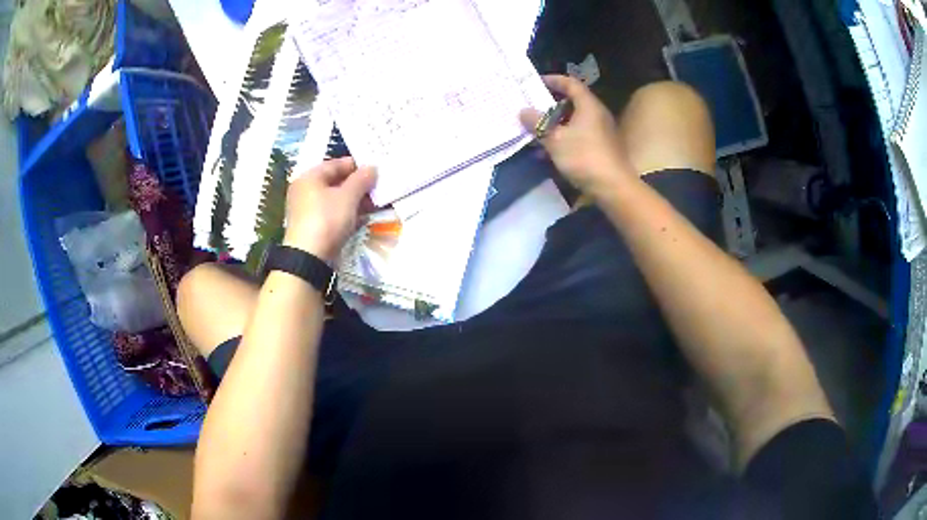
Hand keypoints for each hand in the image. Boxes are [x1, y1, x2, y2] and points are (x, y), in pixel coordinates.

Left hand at [283, 157, 376, 261]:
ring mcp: (306, 209)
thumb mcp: (348, 197)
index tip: (375, 170)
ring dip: (353, 200)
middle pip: (335, 182)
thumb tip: (372, 168)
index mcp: (310, 177)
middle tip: (376, 188)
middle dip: (357, 185)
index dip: (357, 166)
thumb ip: (361, 179)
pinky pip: (331, 213)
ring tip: (373, 204)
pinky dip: (345, 213)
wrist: (308, 257)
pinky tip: (360, 218)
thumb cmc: (327, 219)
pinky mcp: (311, 226)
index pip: (336, 164)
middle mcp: (304, 190)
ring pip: (334, 199)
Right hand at [520, 75, 634, 197]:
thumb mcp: (555, 139)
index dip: (553, 80)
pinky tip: (547, 150)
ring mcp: (600, 132)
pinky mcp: (600, 148)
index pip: (570, 84)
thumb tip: (523, 111)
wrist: (613, 187)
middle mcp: (597, 115)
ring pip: (574, 121)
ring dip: (554, 123)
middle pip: (572, 102)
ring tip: (534, 129)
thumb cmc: (584, 157)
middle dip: (550, 104)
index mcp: (588, 105)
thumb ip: (538, 123)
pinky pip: (577, 135)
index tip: (535, 83)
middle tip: (531, 106)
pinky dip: (562, 137)